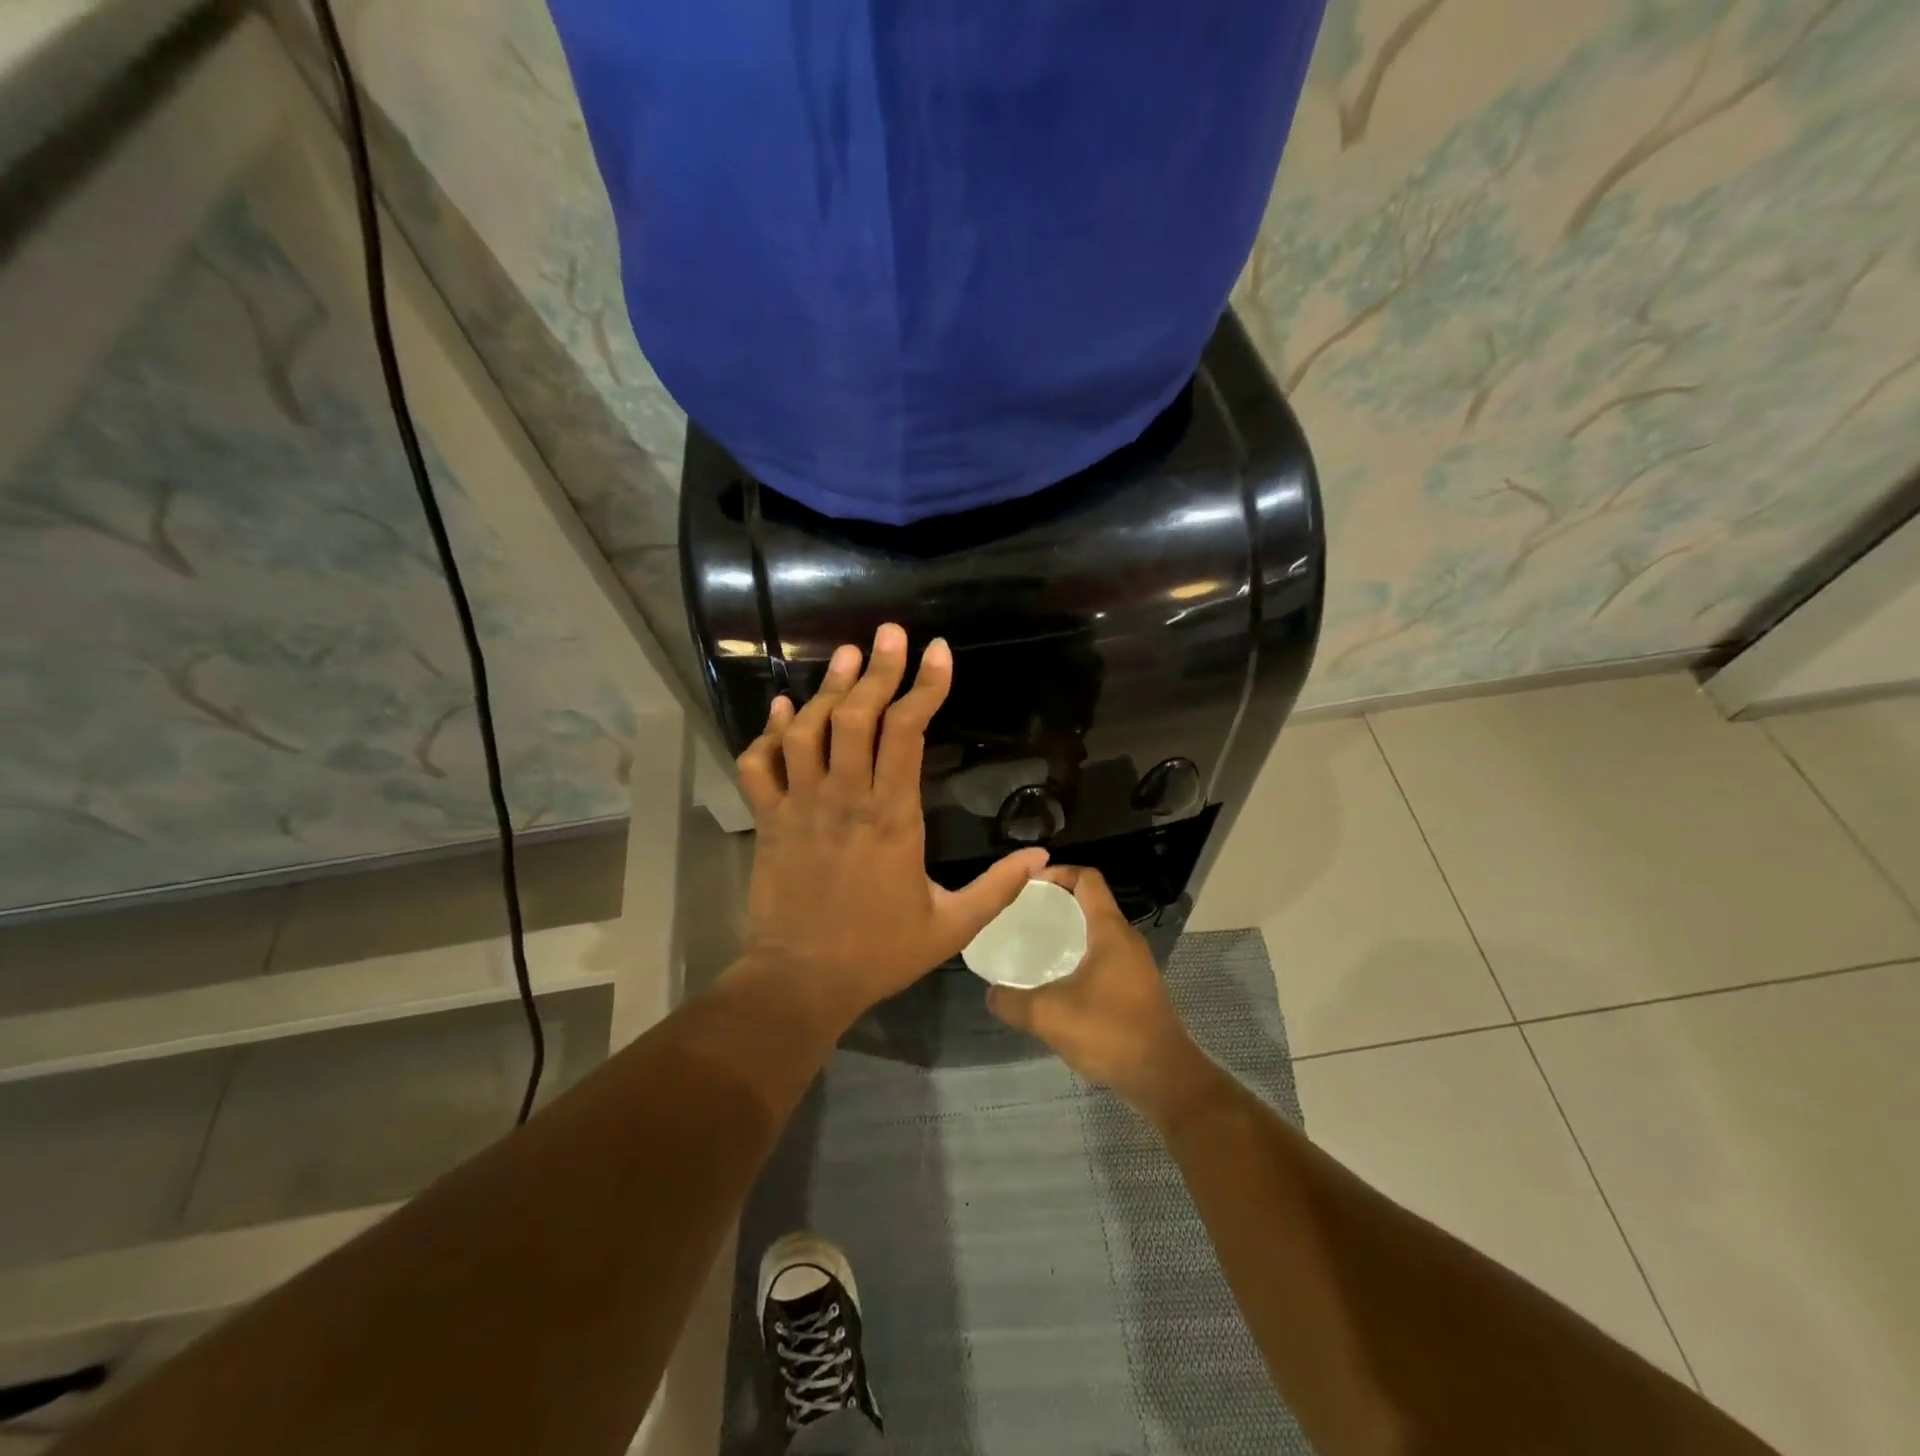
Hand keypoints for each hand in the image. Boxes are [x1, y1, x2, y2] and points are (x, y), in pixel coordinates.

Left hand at [733, 623, 1048, 1032]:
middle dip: (878, 669)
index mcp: (893, 817)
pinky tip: (785, 710)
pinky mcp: (769, 820)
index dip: (925, 687)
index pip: (908, 734)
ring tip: (848, 655)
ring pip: (808, 730)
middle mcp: (845, 799)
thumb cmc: (879, 953)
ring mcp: (801, 806)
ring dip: (828, 688)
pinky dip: (769, 732)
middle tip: (891, 632)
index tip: (939, 651)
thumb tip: (1045, 860)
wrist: (801, 981)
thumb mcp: (952, 926)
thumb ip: (999, 889)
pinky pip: (760, 765)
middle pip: (858, 717)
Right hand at [986, 866, 1218, 1124]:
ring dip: (1070, 933)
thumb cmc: (1109, 1032)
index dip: (1058, 872)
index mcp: (1110, 931)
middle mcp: (1126, 940)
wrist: (1164, 1077)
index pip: (1087, 879)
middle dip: (1058, 903)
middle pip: (1092, 903)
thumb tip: (991, 993)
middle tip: (1024, 915)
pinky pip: (1105, 958)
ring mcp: (1136, 965)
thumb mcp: (1049, 1015)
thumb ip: (1013, 1001)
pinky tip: (1058, 983)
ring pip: (1098, 933)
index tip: (1029, 884)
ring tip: (1036, 946)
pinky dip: (1081, 958)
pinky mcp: (1138, 989)